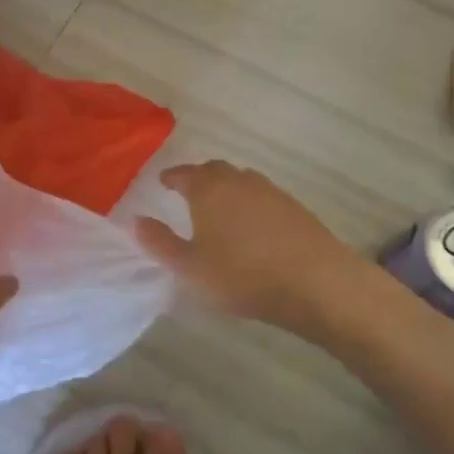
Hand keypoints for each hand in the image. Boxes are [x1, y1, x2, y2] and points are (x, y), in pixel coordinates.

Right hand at [136, 161, 353, 335]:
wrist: (316, 282)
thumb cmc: (243, 275)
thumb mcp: (190, 267)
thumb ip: (160, 243)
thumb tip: (136, 220)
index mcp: (208, 188)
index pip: (183, 173)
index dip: (171, 178)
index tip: (163, 183)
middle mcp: (238, 180)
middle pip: (214, 170)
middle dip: (198, 179)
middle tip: (188, 195)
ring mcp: (270, 190)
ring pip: (240, 182)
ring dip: (227, 191)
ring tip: (219, 212)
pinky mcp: (294, 207)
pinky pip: (262, 197)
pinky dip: (250, 205)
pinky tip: (252, 228)